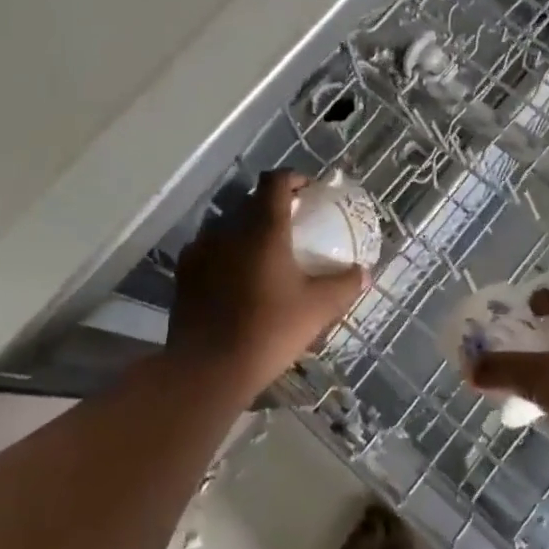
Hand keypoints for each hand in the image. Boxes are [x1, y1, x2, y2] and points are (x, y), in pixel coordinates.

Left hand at [168, 170, 366, 398]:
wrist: (208, 369)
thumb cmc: (269, 331)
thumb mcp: (318, 309)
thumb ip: (345, 285)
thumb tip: (364, 272)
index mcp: (264, 227)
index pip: (275, 181)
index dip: (294, 179)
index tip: (308, 193)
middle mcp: (229, 228)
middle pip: (251, 201)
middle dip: (272, 207)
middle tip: (291, 228)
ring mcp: (201, 248)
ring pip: (227, 225)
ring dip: (246, 230)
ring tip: (261, 254)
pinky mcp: (184, 271)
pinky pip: (208, 249)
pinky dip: (223, 253)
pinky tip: (234, 278)